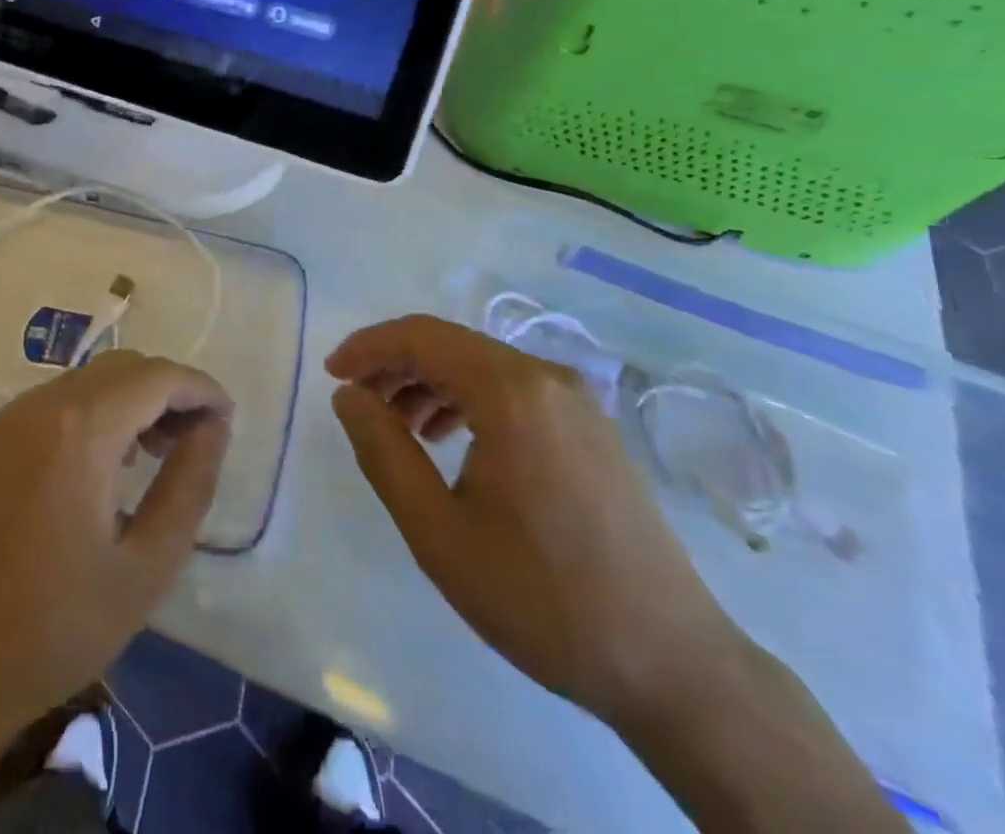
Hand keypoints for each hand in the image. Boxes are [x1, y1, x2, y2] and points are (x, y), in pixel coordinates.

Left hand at [0, 350, 232, 740]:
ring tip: (157, 453)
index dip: (199, 388)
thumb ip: (189, 485)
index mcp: (80, 430)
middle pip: (122, 367)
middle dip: (168, 391)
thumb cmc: (58, 627)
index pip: (155, 376)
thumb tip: (213, 427)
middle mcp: (40, 405)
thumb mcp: (147, 566)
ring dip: (132, 398)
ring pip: (89, 378)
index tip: (227, 418)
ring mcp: (9, 417)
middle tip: (196, 440)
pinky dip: (95, 410)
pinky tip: (106, 461)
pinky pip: (58, 400)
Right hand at [327, 315, 746, 730]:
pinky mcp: (592, 429)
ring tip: (397, 428)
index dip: (367, 347)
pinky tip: (451, 442)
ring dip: (430, 384)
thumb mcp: (438, 531)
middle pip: (451, 346)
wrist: (673, 666)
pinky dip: (469, 401)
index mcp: (511, 392)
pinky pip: (513, 392)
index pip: (421, 337)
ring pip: (482, 367)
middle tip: (357, 403)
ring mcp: (578, 402)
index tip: (331, 375)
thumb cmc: (542, 598)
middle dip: (395, 366)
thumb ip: (383, 451)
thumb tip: (349, 396)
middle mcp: (547, 378)